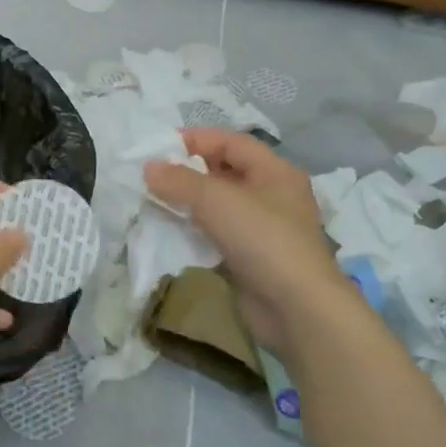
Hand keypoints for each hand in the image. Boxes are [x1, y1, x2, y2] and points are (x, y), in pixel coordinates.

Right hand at [145, 130, 347, 350]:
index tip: (159, 147)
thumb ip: (180, 181)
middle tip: (153, 177)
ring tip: (155, 203)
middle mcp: (273, 195)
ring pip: (220, 206)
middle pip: (226, 173)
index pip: (232, 143)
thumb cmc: (262, 240)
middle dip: (189, 172)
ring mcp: (263, 229)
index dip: (197, 139)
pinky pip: (218, 234)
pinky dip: (195, 230)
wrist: (296, 307)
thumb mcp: (217, 201)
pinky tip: (172, 234)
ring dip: (189, 203)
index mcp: (275, 172)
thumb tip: (149, 167)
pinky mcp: (252, 257)